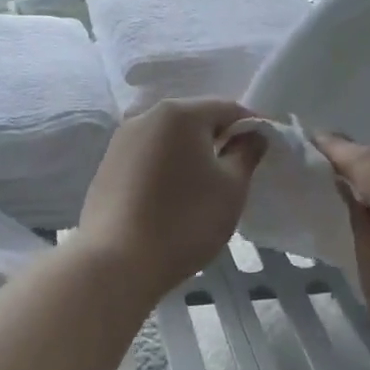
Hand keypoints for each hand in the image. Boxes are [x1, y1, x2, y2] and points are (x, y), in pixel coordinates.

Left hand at [77, 99, 263, 301]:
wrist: (117, 262)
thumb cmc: (185, 221)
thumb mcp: (231, 188)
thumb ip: (246, 154)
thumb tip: (252, 135)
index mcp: (180, 114)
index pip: (228, 108)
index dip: (251, 127)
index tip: (263, 151)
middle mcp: (146, 116)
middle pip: (194, 120)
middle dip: (219, 140)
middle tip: (236, 172)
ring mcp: (121, 141)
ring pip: (168, 140)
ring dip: (190, 155)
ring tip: (203, 188)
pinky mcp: (107, 167)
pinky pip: (147, 158)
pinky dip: (166, 169)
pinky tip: (172, 199)